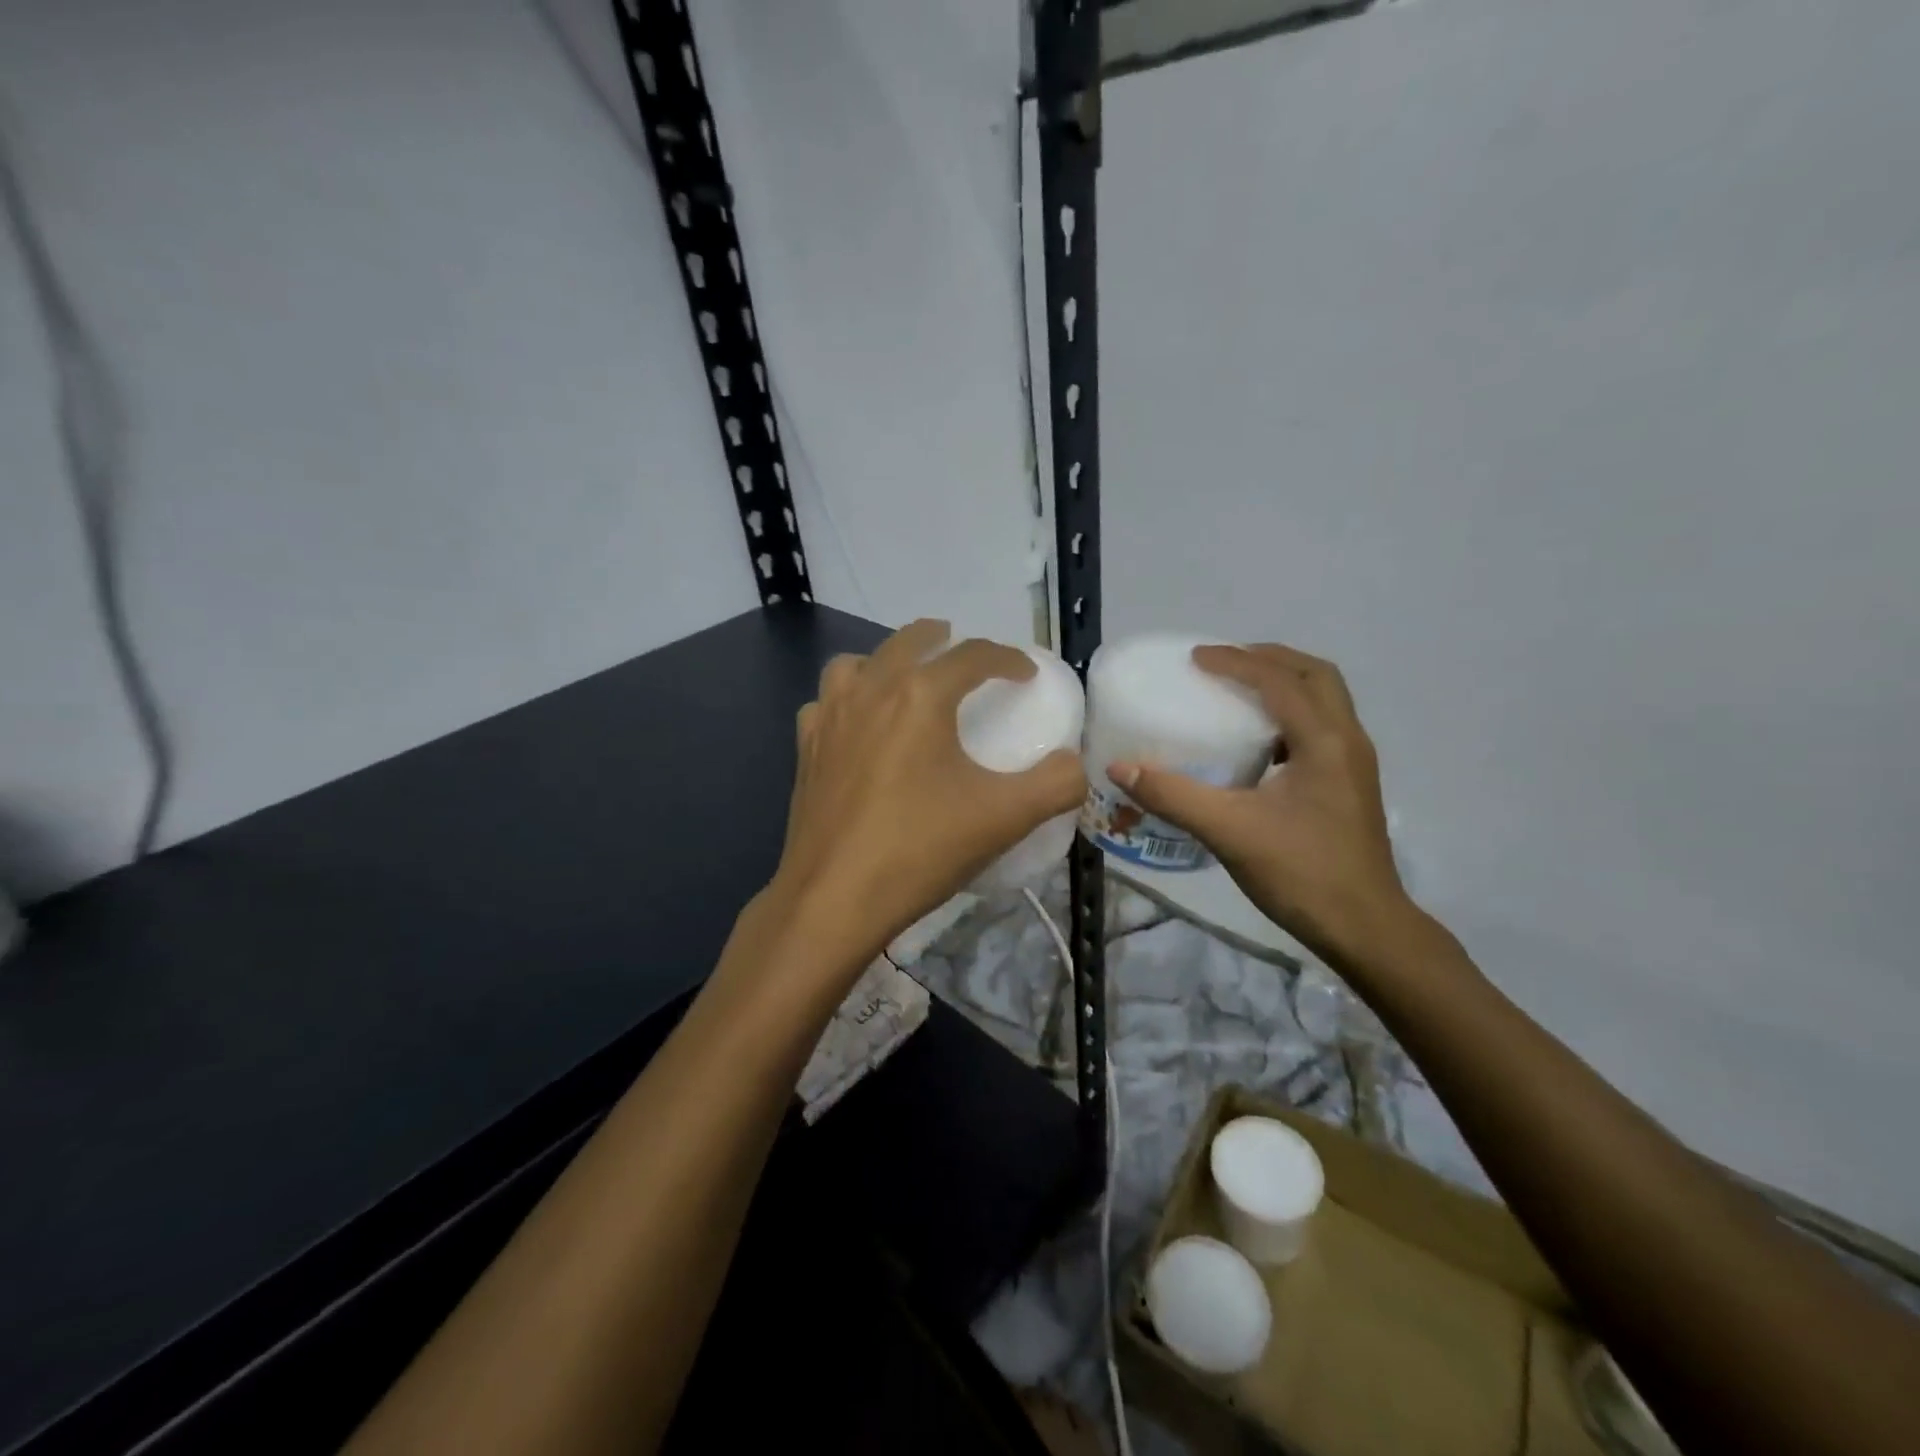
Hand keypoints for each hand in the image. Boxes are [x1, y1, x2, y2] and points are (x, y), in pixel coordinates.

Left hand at [767, 620, 1085, 979]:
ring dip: (887, 661)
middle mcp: (871, 690)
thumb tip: (1075, 764)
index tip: (1026, 674)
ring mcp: (830, 717)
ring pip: (858, 663)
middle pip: (909, 640)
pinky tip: (859, 727)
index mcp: (921, 695)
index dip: (1007, 658)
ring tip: (906, 681)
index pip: (973, 654)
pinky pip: (826, 703)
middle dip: (942, 639)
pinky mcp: (805, 748)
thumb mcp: (1005, 818)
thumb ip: (1055, 784)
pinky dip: (848, 701)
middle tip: (965, 653)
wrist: (835, 899)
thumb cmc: (921, 850)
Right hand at [1111, 644, 1411, 967]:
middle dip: (1270, 659)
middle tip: (1225, 662)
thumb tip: (1119, 767)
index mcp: (1325, 741)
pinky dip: (1290, 714)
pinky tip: (1258, 741)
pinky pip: (1321, 727)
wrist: (1365, 928)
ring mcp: (1354, 764)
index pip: (1280, 681)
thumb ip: (1173, 795)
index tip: (1195, 657)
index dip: (1236, 662)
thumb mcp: (1229, 831)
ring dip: (1285, 683)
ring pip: (1324, 700)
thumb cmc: (1301, 873)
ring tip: (1239, 689)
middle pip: (1316, 675)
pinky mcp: (1349, 785)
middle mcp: (1347, 741)